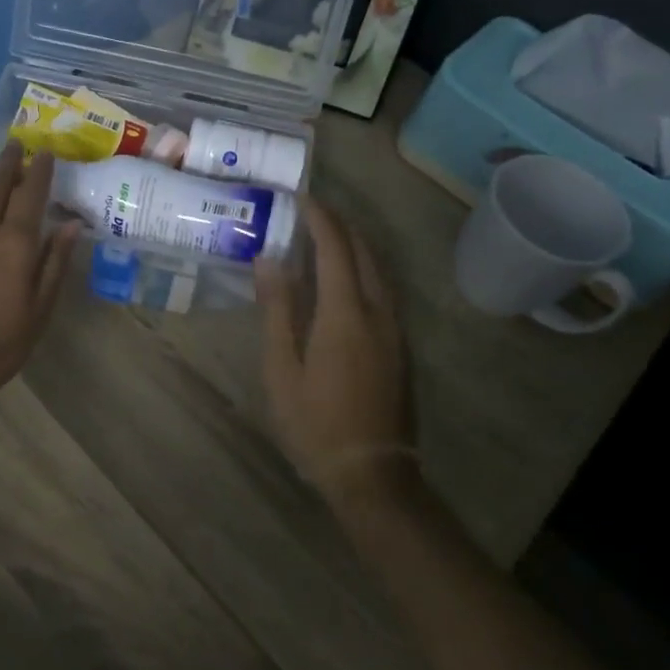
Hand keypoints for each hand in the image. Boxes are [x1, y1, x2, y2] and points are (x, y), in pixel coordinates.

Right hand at [255, 201, 410, 504]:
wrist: (372, 473)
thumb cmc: (315, 422)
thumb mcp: (282, 367)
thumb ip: (277, 309)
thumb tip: (269, 259)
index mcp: (345, 313)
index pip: (335, 248)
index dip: (319, 218)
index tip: (300, 196)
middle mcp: (378, 312)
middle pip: (364, 252)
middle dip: (340, 224)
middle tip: (311, 211)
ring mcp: (395, 329)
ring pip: (379, 269)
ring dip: (355, 244)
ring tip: (326, 235)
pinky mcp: (401, 346)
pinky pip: (384, 289)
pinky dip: (364, 268)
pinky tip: (346, 277)